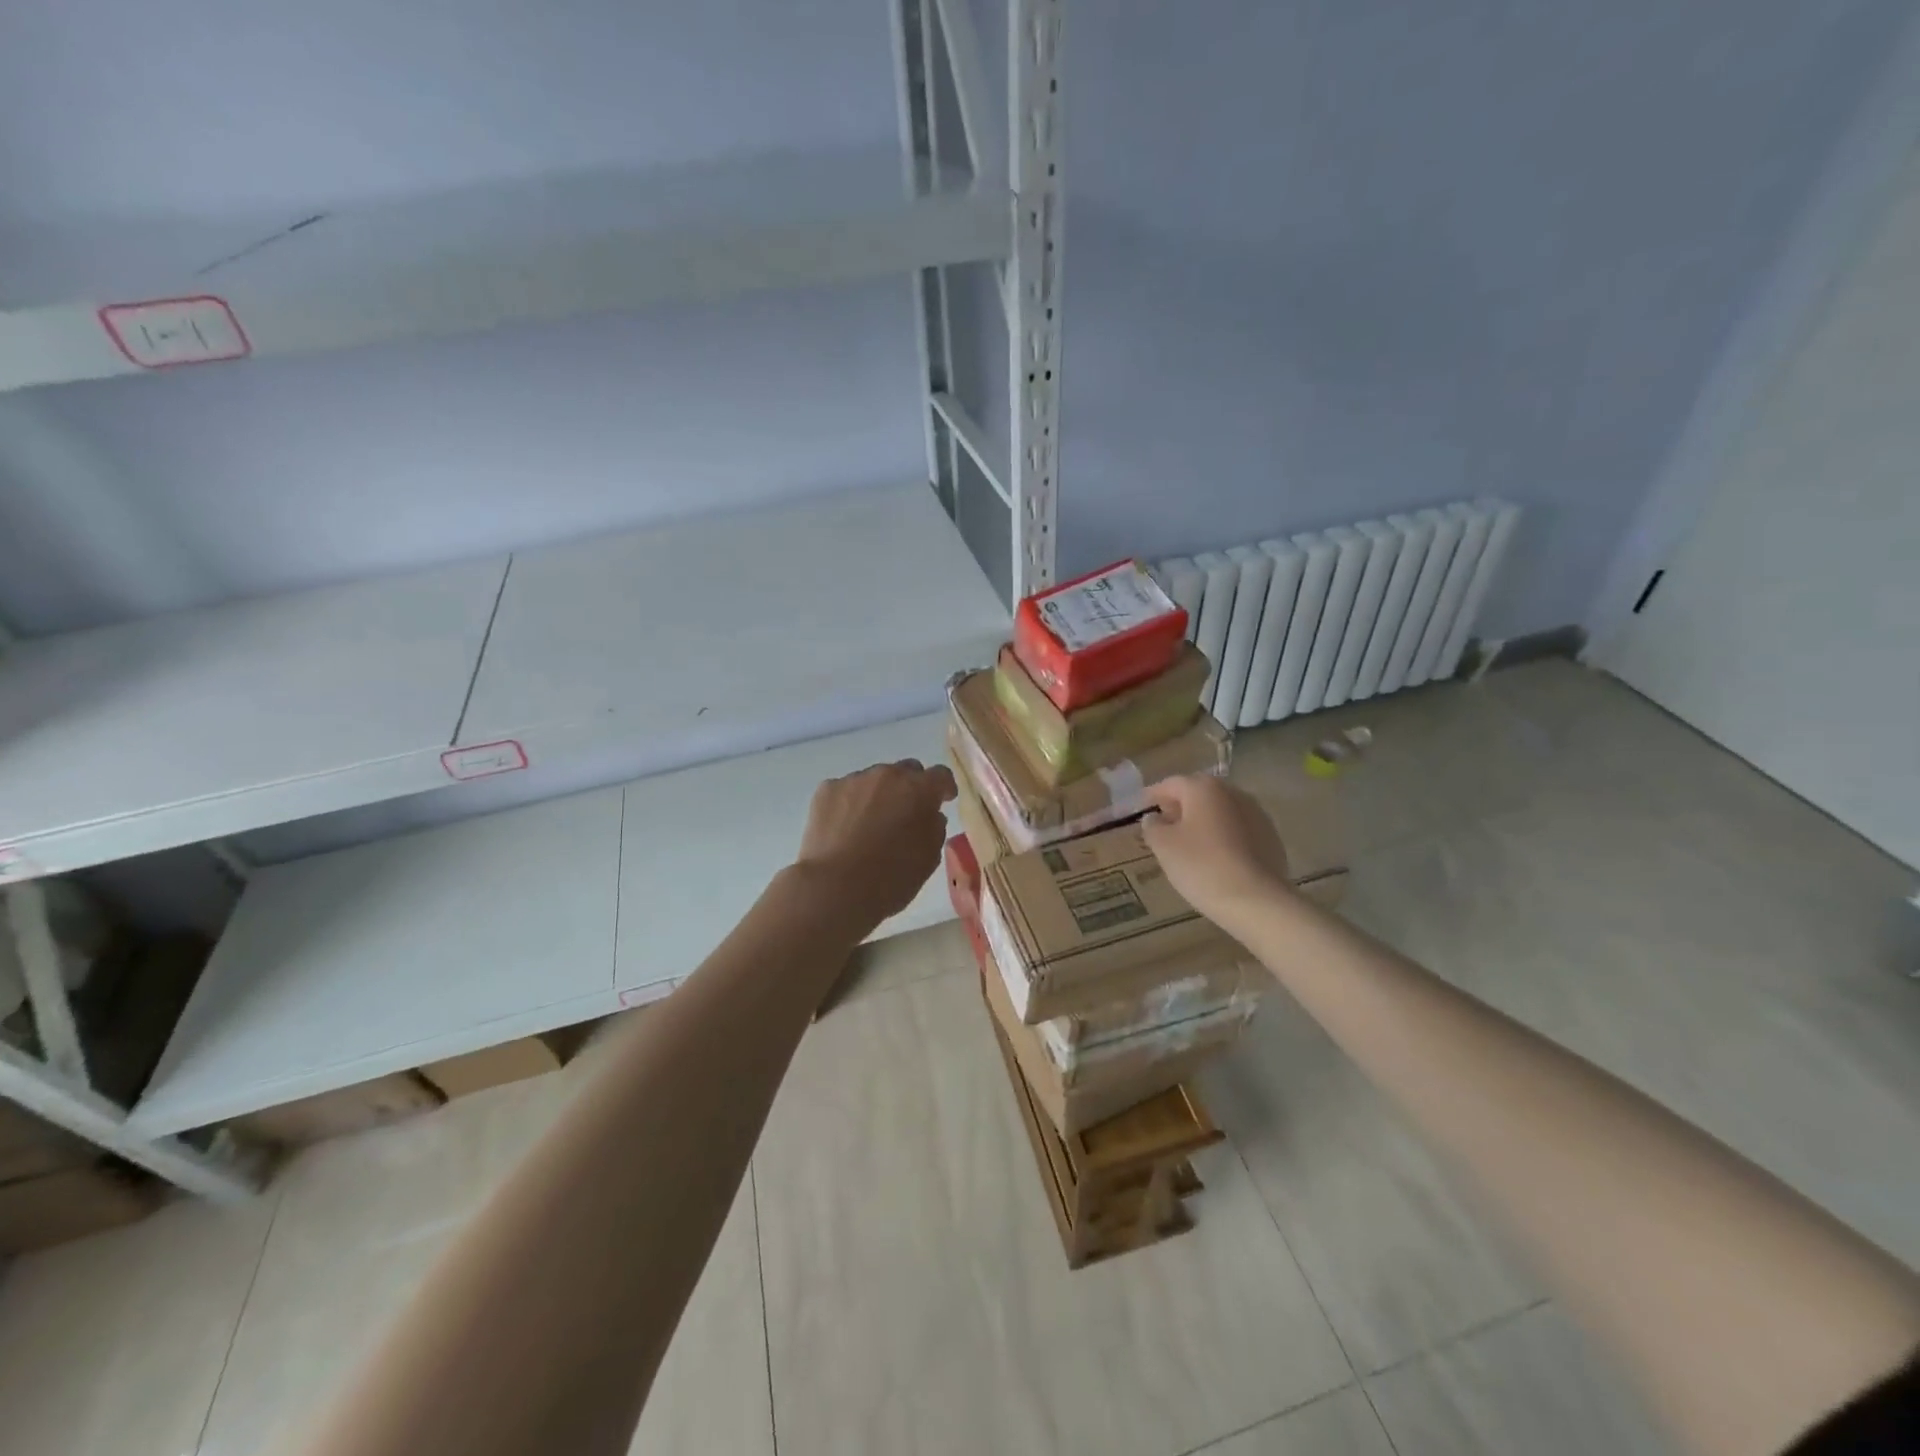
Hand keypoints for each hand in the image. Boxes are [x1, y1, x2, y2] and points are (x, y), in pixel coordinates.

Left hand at [794, 759, 957, 932]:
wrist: (835, 887)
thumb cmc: (891, 878)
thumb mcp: (928, 859)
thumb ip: (935, 829)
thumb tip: (930, 815)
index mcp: (920, 790)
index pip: (940, 776)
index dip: (944, 788)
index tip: (944, 800)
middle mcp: (888, 775)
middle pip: (905, 771)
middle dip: (910, 788)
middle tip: (906, 813)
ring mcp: (854, 780)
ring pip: (873, 780)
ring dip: (878, 795)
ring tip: (870, 824)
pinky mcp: (826, 790)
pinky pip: (845, 790)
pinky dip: (849, 803)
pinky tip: (844, 827)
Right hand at [1141, 774, 1294, 931]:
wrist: (1257, 901)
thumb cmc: (1202, 866)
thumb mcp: (1164, 846)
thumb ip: (1153, 826)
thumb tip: (1155, 818)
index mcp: (1204, 788)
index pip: (1170, 784)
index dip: (1152, 796)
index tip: (1139, 810)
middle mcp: (1233, 793)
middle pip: (1198, 794)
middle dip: (1179, 807)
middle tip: (1163, 826)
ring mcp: (1257, 814)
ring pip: (1220, 811)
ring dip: (1202, 821)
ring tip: (1188, 844)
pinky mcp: (1271, 837)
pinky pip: (1238, 829)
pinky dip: (1223, 836)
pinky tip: (1215, 857)